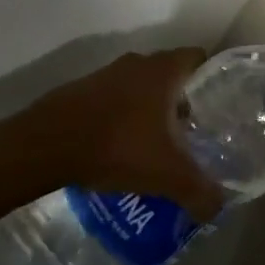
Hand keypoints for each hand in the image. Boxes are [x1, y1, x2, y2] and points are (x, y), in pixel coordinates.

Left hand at [0, 50, 223, 219]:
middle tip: (190, 130)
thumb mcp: (166, 175)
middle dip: (181, 98)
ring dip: (149, 107)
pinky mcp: (81, 89)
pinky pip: (113, 97)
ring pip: (140, 85)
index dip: (211, 78)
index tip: (216, 105)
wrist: (44, 146)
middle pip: (170, 73)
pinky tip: (120, 146)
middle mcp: (137, 63)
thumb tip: (219, 206)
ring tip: (155, 142)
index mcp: (163, 70)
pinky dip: (121, 115)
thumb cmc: (117, 147)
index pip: (198, 58)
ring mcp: (106, 74)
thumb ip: (198, 190)